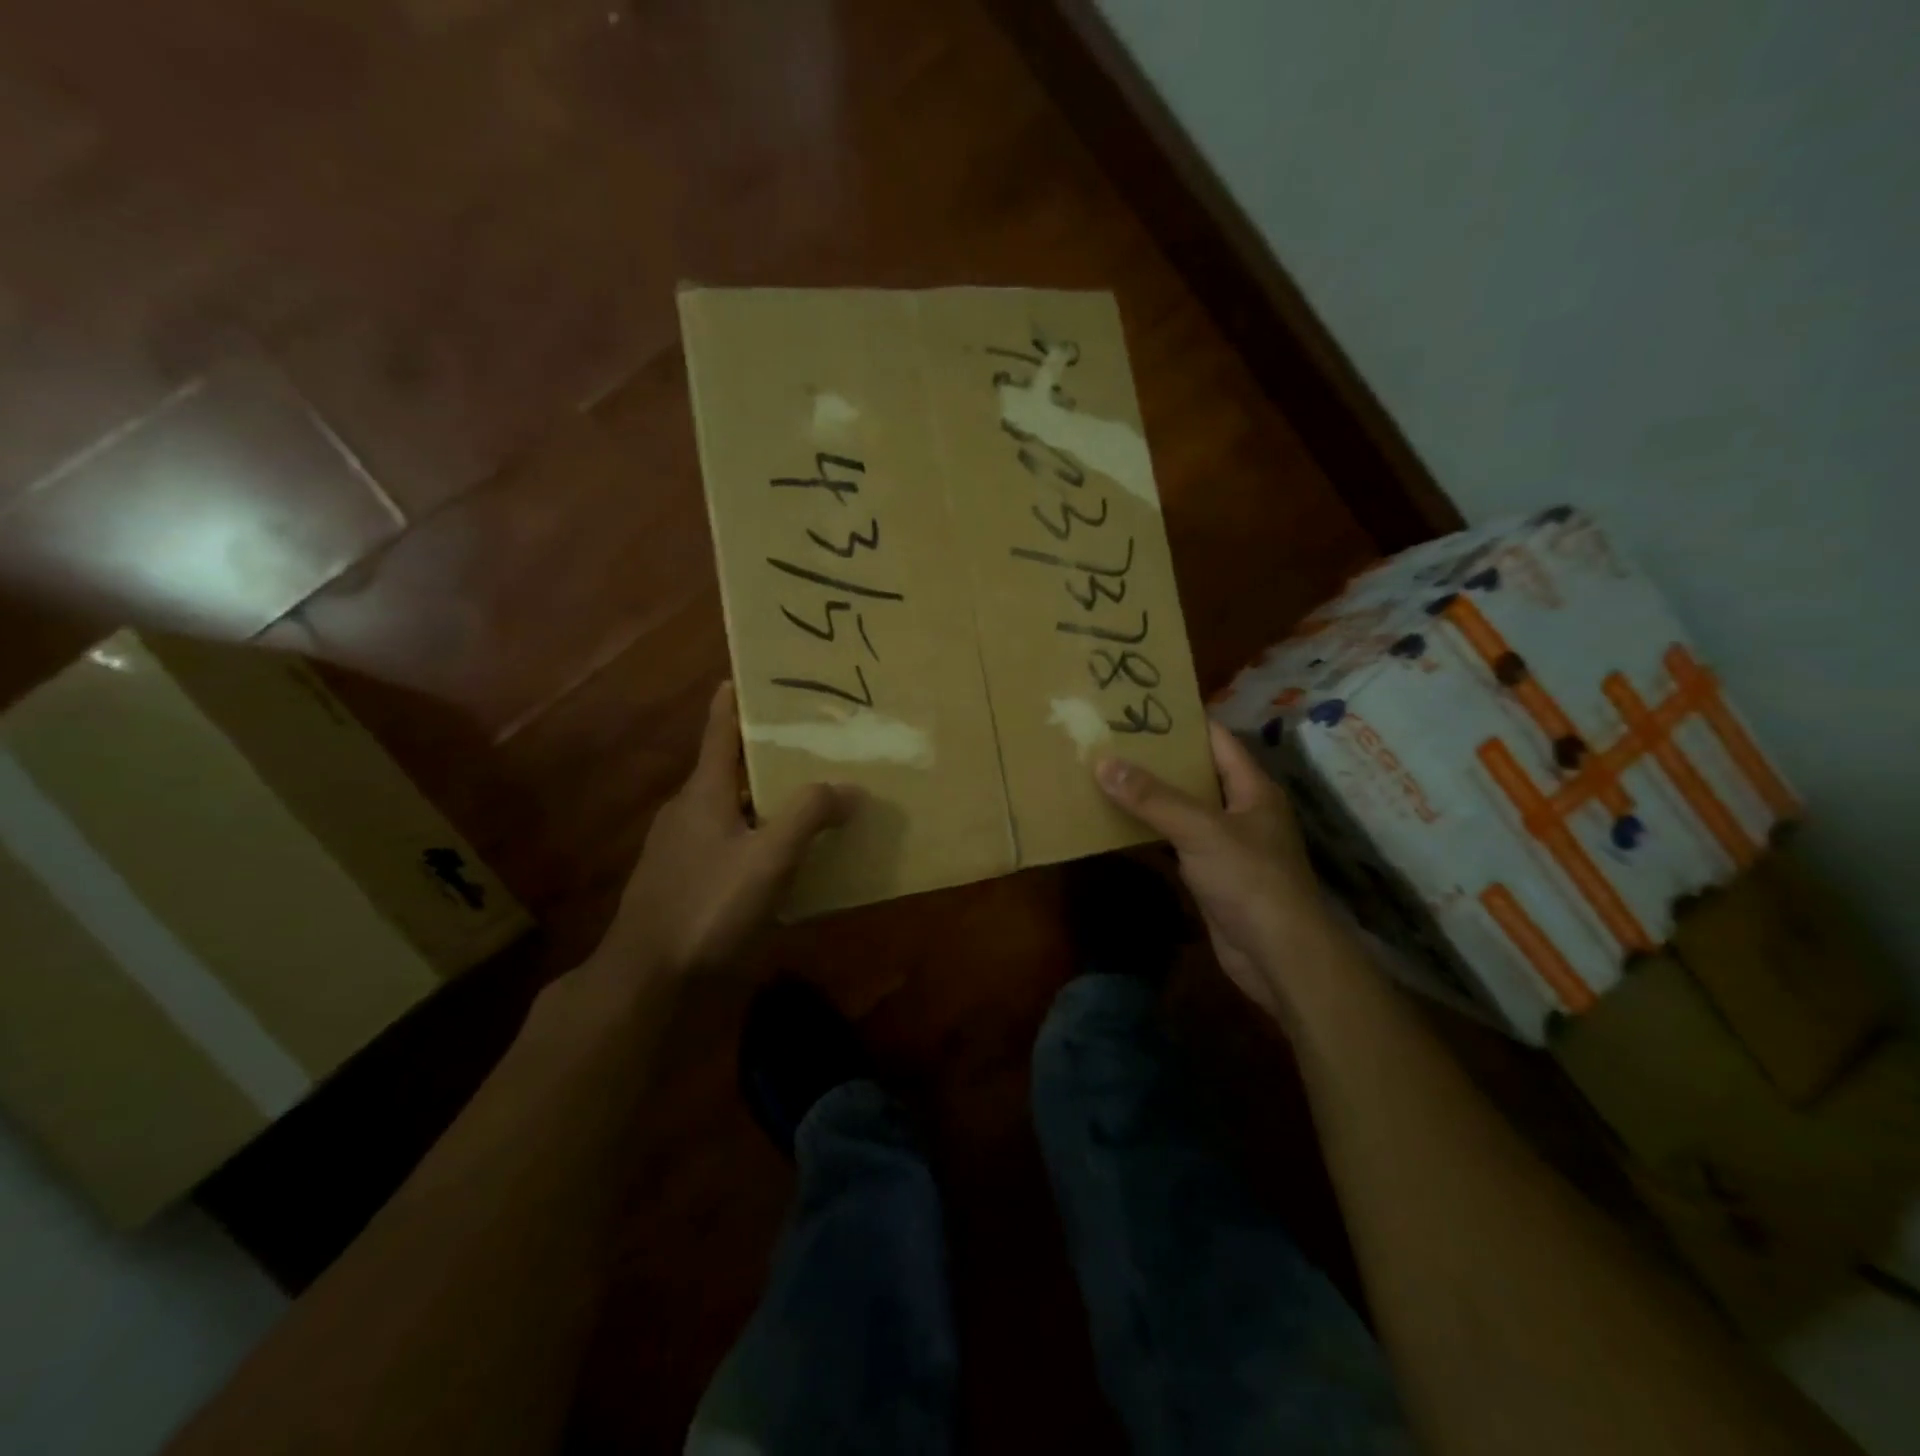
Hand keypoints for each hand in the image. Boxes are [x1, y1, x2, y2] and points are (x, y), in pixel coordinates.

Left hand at [592, 682, 856, 980]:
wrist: (647, 981)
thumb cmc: (706, 907)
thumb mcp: (768, 859)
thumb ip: (809, 817)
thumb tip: (851, 787)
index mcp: (703, 792)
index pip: (720, 729)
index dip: (738, 699)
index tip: (762, 675)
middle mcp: (689, 811)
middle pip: (731, 767)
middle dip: (770, 753)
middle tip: (817, 741)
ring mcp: (683, 848)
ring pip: (733, 808)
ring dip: (768, 798)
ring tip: (814, 795)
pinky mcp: (686, 880)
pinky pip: (730, 842)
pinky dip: (760, 835)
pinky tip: (788, 854)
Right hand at [1096, 723, 1327, 1012]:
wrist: (1278, 955)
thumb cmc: (1250, 880)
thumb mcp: (1200, 830)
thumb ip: (1152, 798)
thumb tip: (1104, 763)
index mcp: (1252, 789)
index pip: (1217, 741)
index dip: (1184, 723)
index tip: (1142, 710)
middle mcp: (1242, 811)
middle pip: (1197, 774)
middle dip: (1159, 760)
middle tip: (1114, 741)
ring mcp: (1228, 845)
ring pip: (1185, 810)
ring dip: (1152, 798)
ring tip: (1108, 775)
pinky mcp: (1213, 875)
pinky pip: (1178, 844)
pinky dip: (1153, 833)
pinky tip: (1120, 825)